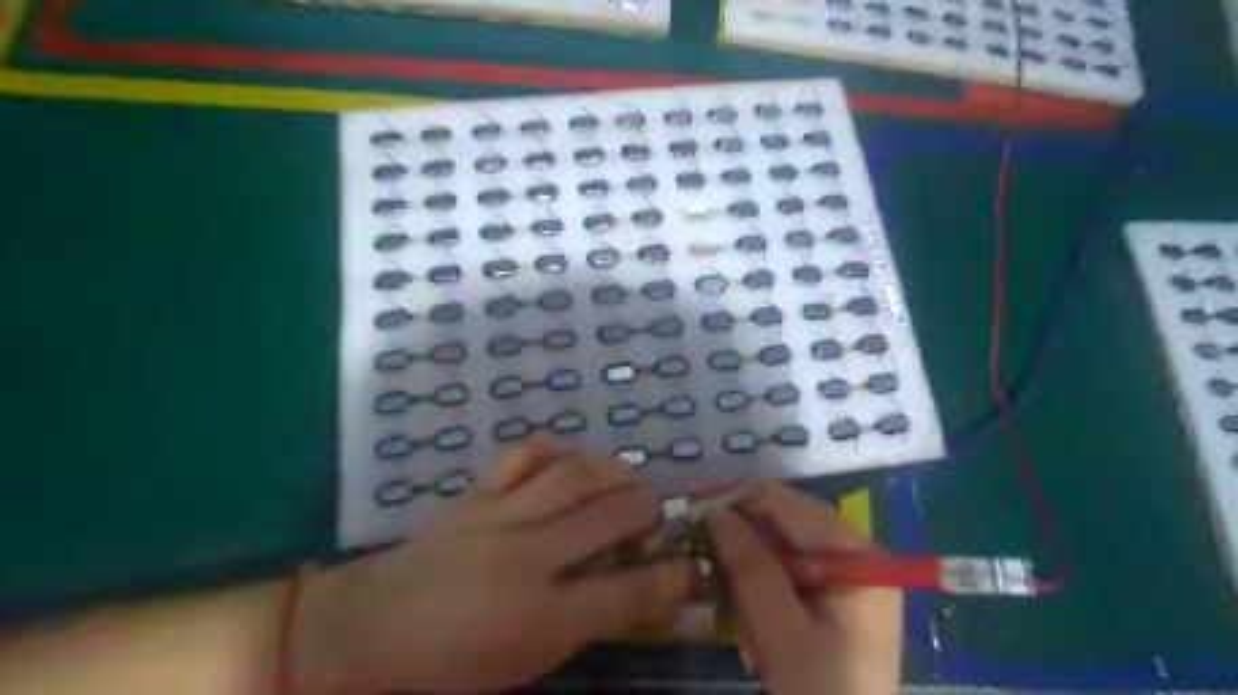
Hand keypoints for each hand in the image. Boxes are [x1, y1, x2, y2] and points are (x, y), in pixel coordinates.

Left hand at [294, 438, 693, 690]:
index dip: (670, 579)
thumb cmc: (452, 664)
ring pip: (575, 476)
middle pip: (609, 517)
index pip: (625, 593)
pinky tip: (573, 463)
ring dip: (616, 472)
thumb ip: (584, 624)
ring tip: (628, 483)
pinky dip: (559, 449)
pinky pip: (526, 453)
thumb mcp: (525, 665)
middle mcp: (525, 559)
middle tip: (654, 516)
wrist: (374, 626)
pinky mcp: (478, 492)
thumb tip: (633, 584)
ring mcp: (499, 517)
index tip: (688, 566)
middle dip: (648, 511)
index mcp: (538, 618)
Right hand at [710, 480, 906, 693]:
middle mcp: (852, 552)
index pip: (787, 502)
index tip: (689, 505)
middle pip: (781, 521)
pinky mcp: (827, 593)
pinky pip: (781, 570)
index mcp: (856, 554)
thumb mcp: (783, 634)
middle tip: (694, 548)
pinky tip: (748, 623)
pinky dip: (756, 588)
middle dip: (738, 537)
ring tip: (730, 608)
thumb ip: (751, 568)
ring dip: (744, 570)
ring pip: (776, 545)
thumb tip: (714, 511)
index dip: (735, 497)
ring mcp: (841, 572)